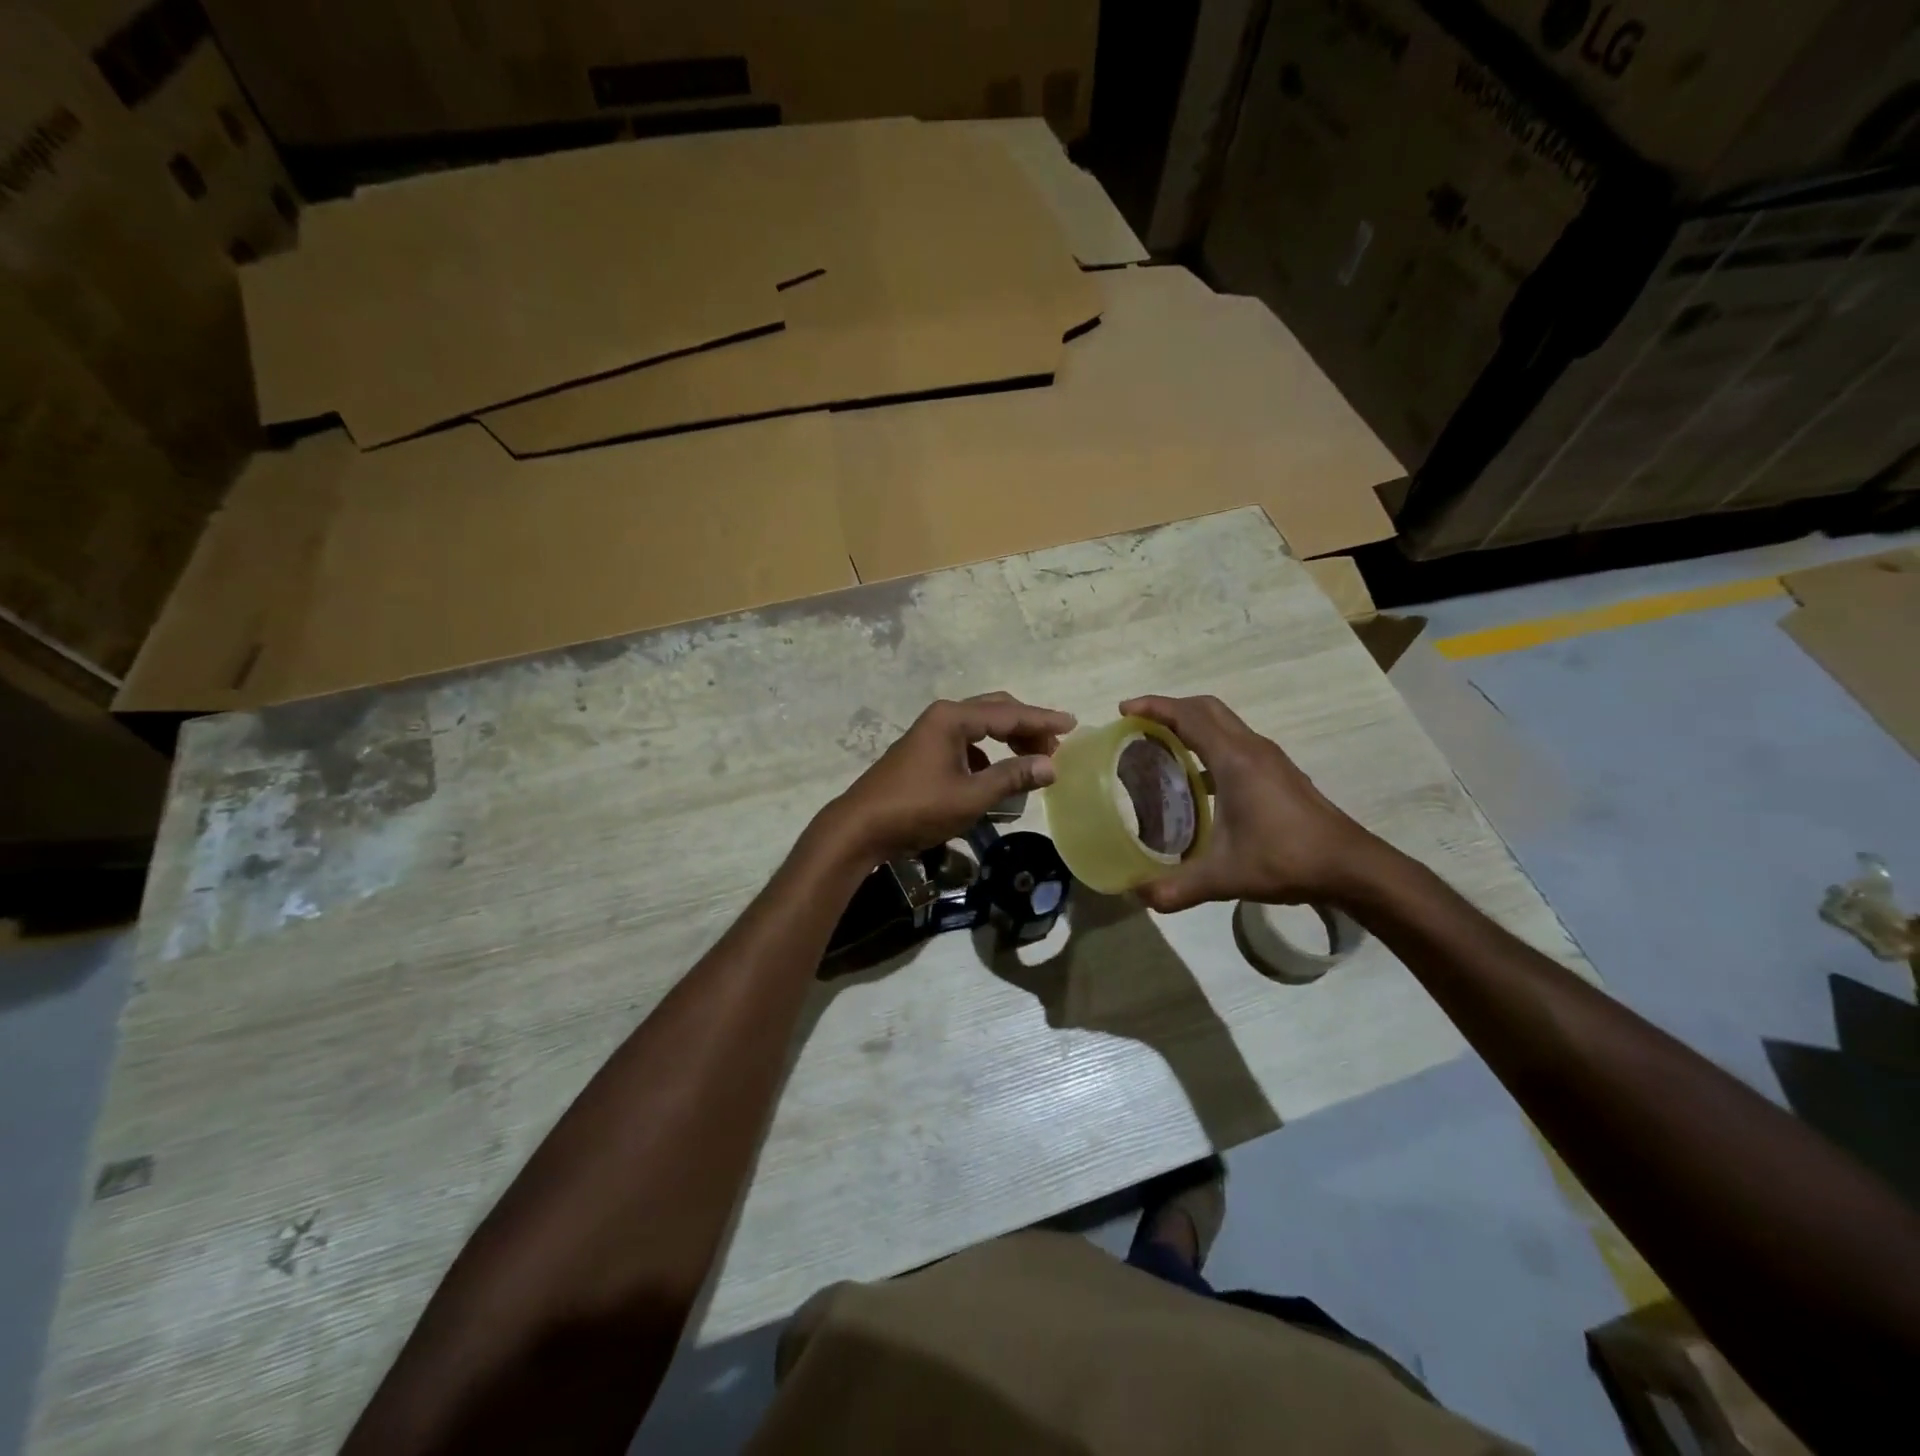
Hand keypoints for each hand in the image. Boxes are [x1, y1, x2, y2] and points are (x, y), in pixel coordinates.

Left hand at [825, 693, 1076, 862]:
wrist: (861, 827)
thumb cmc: (917, 808)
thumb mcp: (971, 796)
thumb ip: (1012, 777)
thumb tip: (1051, 765)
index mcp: (953, 718)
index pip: (1009, 713)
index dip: (1043, 720)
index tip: (1073, 724)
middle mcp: (942, 717)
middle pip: (995, 712)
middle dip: (1026, 727)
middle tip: (1055, 746)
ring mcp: (930, 734)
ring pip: (980, 728)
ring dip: (1008, 740)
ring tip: (1032, 762)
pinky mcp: (924, 752)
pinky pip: (966, 744)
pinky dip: (987, 754)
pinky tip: (996, 776)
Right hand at [1120, 694, 1384, 911]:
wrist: (1349, 865)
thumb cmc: (1286, 859)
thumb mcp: (1225, 876)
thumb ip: (1177, 887)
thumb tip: (1138, 895)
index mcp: (1235, 760)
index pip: (1188, 716)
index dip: (1154, 707)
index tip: (1124, 710)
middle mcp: (1251, 748)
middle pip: (1206, 708)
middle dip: (1169, 707)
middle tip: (1139, 723)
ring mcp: (1269, 758)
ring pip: (1223, 722)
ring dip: (1192, 723)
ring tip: (1162, 745)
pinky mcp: (1278, 771)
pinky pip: (1234, 741)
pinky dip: (1209, 742)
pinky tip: (1197, 778)